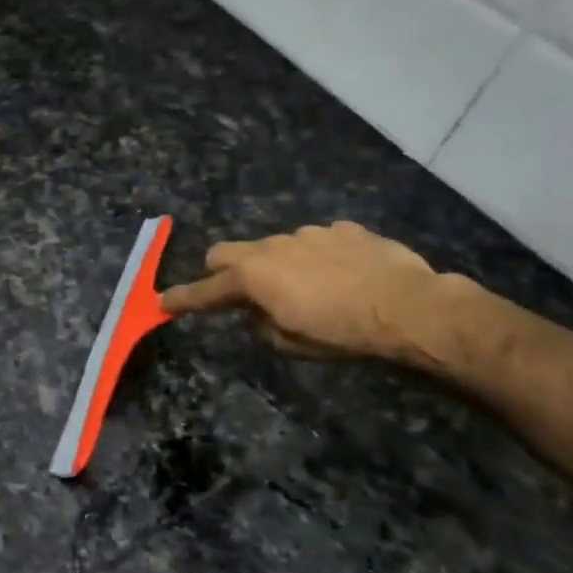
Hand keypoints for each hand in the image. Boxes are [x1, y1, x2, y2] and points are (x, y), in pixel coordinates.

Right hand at [159, 221, 454, 362]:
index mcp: (253, 277)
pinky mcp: (343, 229)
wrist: (408, 306)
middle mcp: (272, 247)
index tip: (163, 302)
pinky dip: (319, 257)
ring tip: (310, 289)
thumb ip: (264, 326)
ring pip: (276, 246)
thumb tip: (260, 313)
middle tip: (238, 292)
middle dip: (223, 270)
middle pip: (227, 252)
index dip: (183, 299)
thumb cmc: (343, 332)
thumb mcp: (294, 343)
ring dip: (279, 265)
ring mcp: (309, 233)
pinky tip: (343, 275)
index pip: (205, 290)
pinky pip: (318, 241)